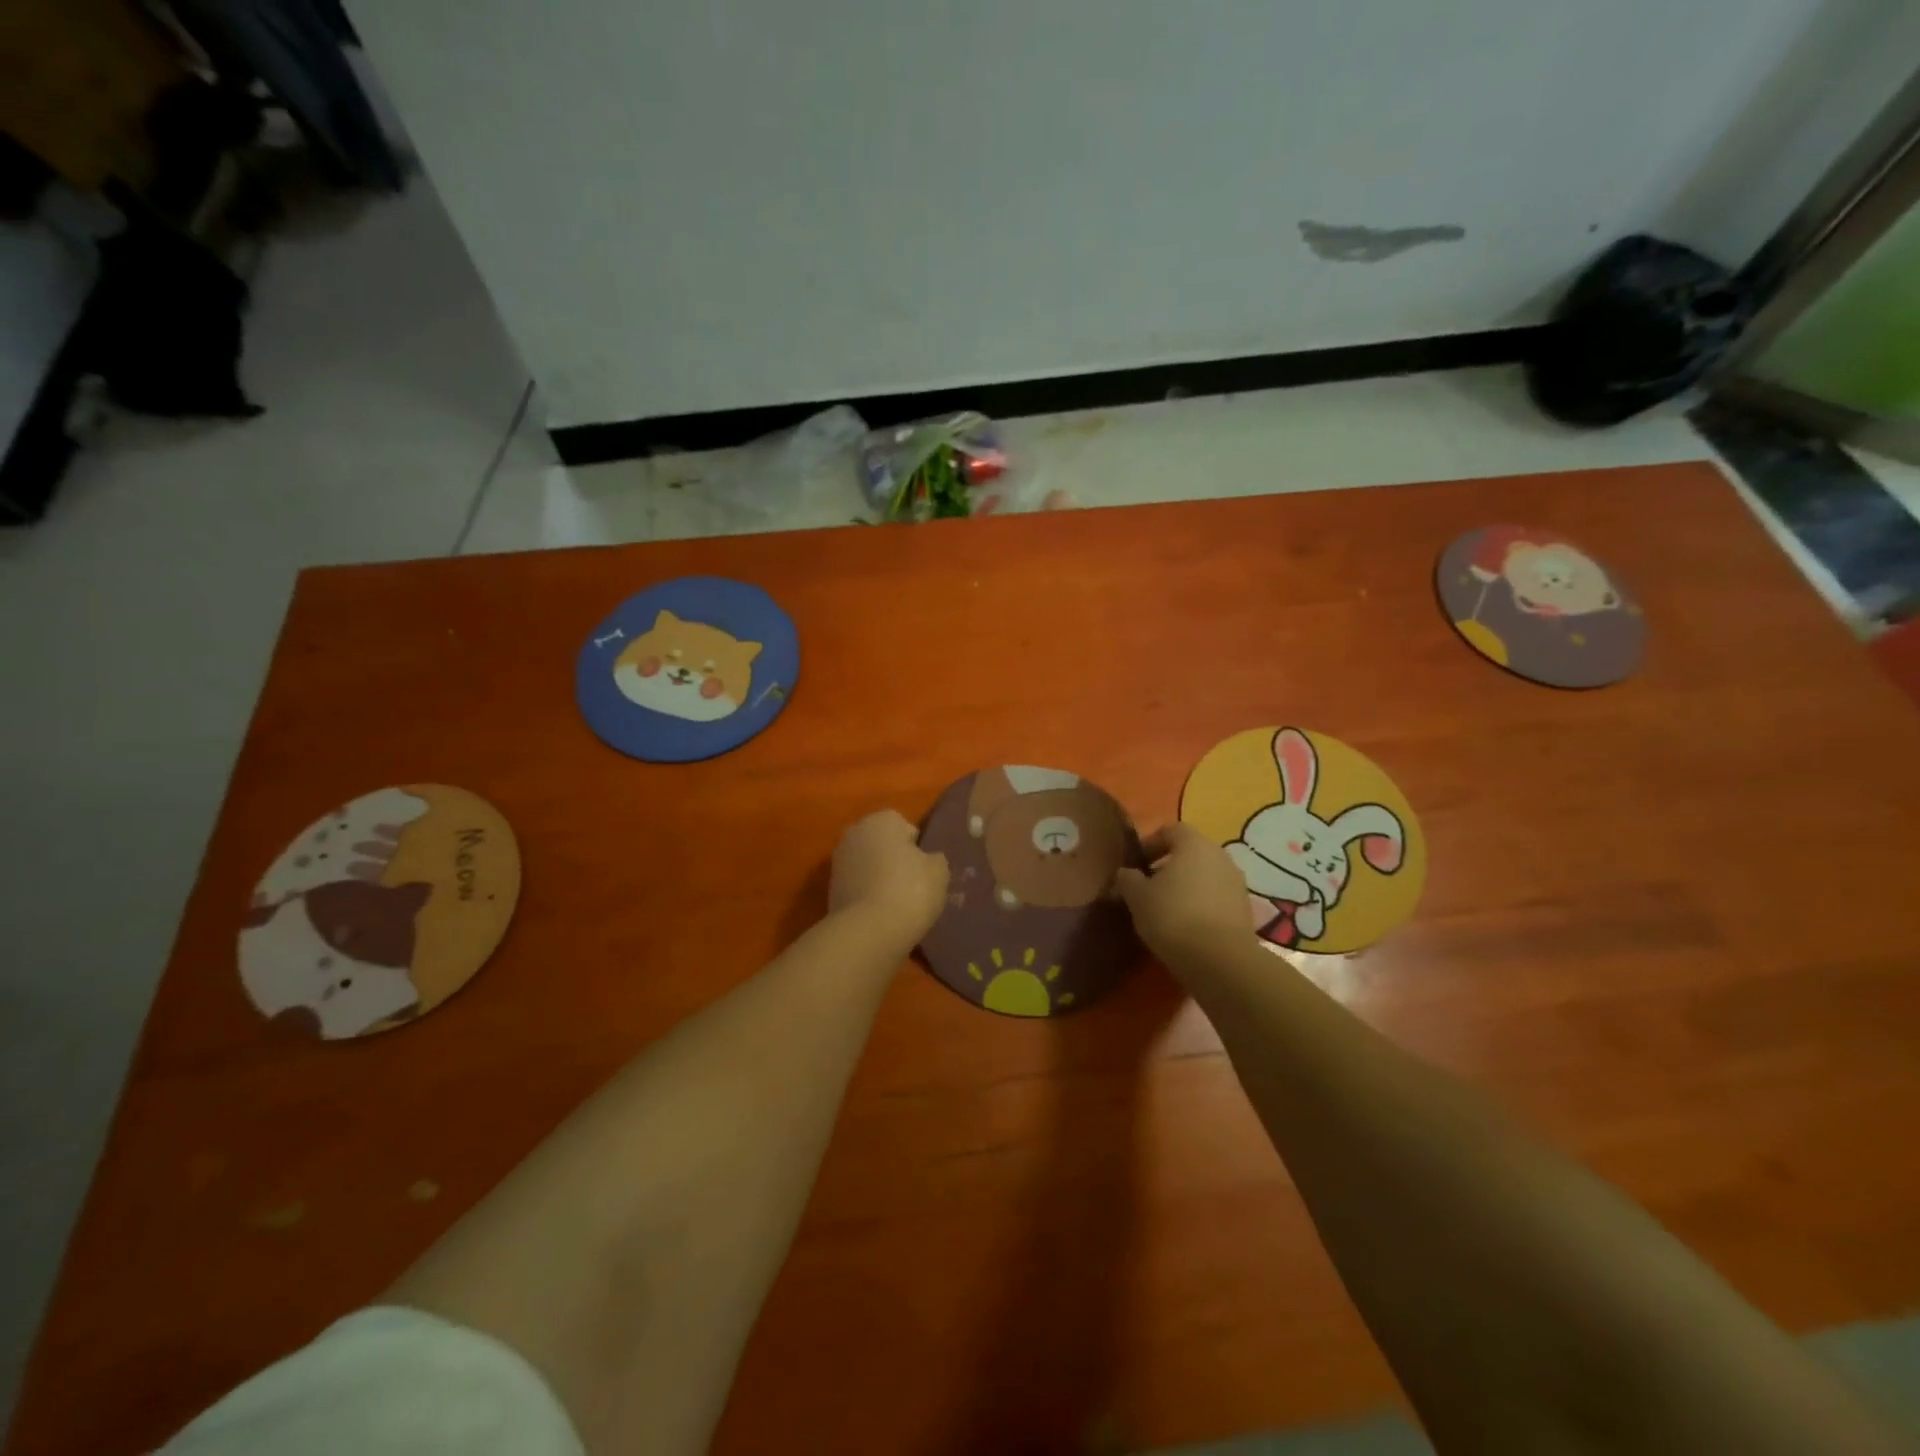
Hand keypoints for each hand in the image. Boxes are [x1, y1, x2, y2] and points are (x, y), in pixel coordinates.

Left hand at [828, 810, 949, 947]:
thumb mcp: (939, 871)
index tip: (925, 869)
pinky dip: (868, 897)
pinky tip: (882, 915)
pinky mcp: (830, 891)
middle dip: (895, 860)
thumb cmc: (910, 890)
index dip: (917, 847)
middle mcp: (854, 833)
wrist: (869, 932)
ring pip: (868, 866)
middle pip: (882, 844)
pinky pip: (859, 888)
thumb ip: (934, 859)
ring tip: (899, 904)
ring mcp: (838, 862)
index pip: (904, 826)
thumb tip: (927, 860)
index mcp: (880, 820)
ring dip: (880, 879)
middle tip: (914, 885)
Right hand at [1116, 823, 1255, 971]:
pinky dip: (1201, 905)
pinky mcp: (1245, 910)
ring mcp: (1237, 883)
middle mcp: (1220, 856)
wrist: (1219, 960)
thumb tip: (1127, 874)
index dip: (1150, 844)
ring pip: (1205, 876)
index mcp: (1194, 844)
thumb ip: (1128, 879)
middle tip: (1148, 887)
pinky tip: (1186, 926)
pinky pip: (1217, 898)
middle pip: (1190, 852)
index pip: (1170, 830)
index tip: (1136, 865)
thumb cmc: (1172, 916)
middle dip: (1168, 866)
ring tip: (1166, 909)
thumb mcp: (1137, 897)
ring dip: (1186, 886)